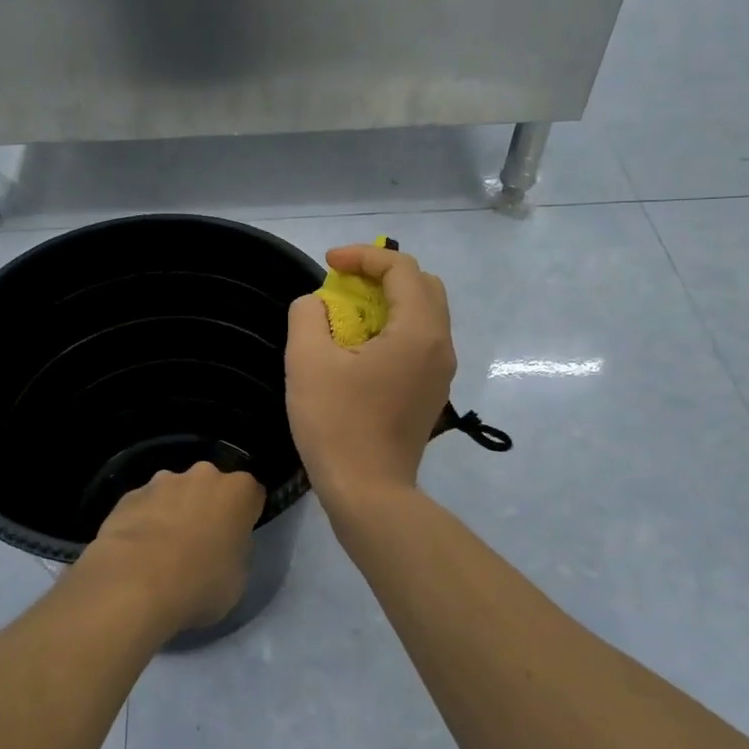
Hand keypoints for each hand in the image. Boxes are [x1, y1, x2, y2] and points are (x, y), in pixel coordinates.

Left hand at [82, 462, 265, 632]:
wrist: (135, 582)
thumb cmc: (200, 583)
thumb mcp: (238, 577)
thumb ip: (236, 550)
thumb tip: (224, 544)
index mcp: (238, 491)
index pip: (252, 494)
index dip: (246, 515)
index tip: (237, 536)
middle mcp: (203, 475)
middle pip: (211, 486)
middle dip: (208, 505)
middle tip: (200, 541)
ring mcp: (162, 481)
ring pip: (175, 491)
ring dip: (174, 510)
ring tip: (162, 548)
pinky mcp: (130, 495)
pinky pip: (145, 505)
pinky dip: (144, 520)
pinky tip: (136, 551)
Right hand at [286, 245, 456, 516]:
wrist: (368, 493)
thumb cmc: (338, 424)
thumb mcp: (308, 361)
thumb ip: (308, 315)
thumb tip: (317, 305)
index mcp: (418, 330)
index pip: (401, 268)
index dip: (363, 255)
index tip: (329, 264)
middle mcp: (441, 345)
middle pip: (422, 285)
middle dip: (381, 274)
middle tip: (343, 283)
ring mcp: (441, 371)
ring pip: (424, 313)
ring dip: (388, 301)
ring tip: (348, 313)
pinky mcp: (432, 392)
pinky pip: (420, 341)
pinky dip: (394, 327)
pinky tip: (360, 347)